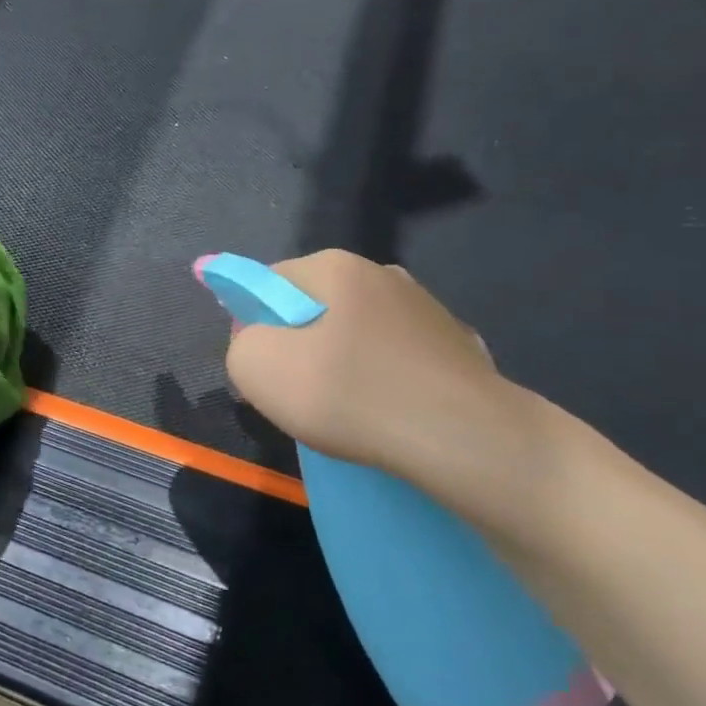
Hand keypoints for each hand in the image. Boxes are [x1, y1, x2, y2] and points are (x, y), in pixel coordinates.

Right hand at [225, 250, 559, 543]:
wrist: (465, 439)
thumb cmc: (349, 393)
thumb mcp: (256, 368)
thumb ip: (240, 345)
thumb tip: (260, 345)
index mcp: (334, 266)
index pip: (268, 283)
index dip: (251, 325)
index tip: (258, 371)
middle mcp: (382, 274)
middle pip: (313, 307)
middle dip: (295, 346)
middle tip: (295, 395)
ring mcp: (426, 309)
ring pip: (356, 334)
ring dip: (339, 364)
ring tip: (344, 412)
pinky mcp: (457, 347)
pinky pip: (395, 359)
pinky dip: (381, 382)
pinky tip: (385, 416)